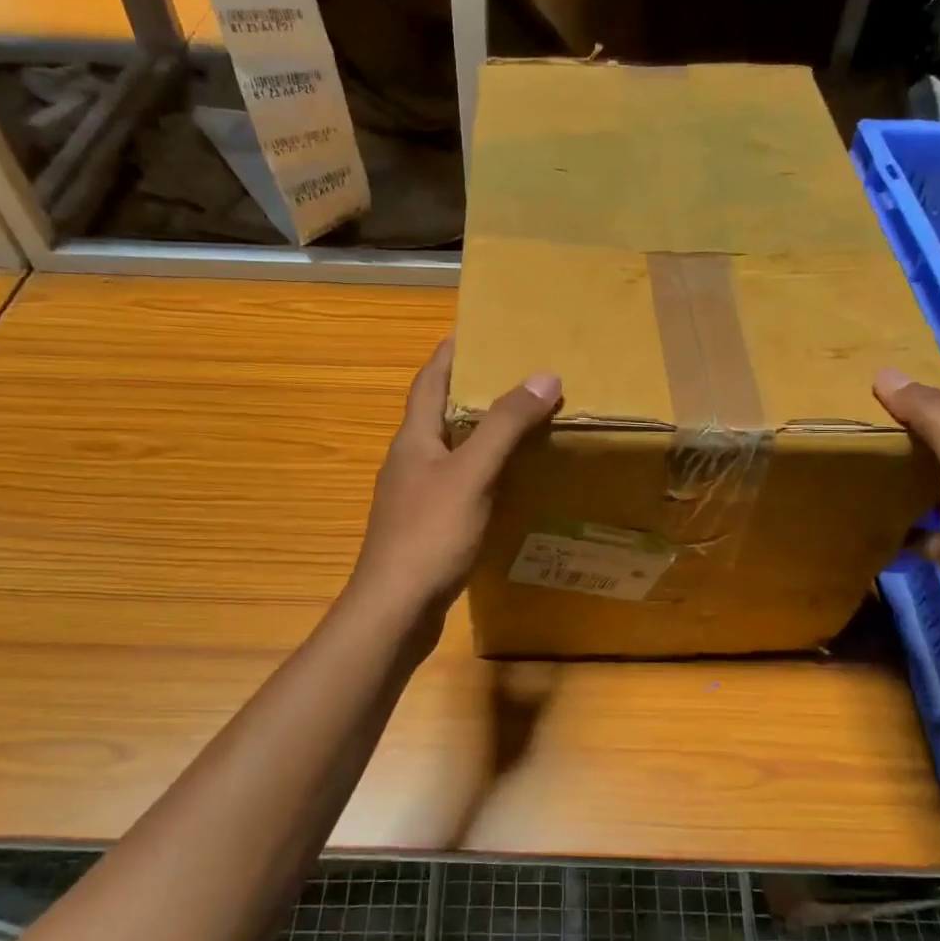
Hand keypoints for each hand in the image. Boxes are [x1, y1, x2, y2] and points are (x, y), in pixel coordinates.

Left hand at [347, 338, 560, 645]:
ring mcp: (414, 497)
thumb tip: (544, 375)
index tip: (478, 330)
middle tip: (517, 376)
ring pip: (450, 452)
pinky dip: (482, 474)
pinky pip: (458, 486)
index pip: (429, 380)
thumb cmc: (429, 534)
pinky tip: (508, 484)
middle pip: (439, 413)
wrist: (395, 610)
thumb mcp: (472, 474)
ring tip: (521, 424)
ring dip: (479, 434)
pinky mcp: (426, 528)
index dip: (450, 353)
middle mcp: (409, 461)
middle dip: (473, 391)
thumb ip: (505, 426)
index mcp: (413, 439)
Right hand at [873, 360, 939, 652]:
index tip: (891, 357)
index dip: (939, 368)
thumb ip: (932, 414)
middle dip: (911, 413)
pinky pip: (920, 524)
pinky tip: (865, 512)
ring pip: (932, 475)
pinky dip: (896, 517)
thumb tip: (886, 373)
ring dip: (901, 463)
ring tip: (855, 448)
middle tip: (858, 401)